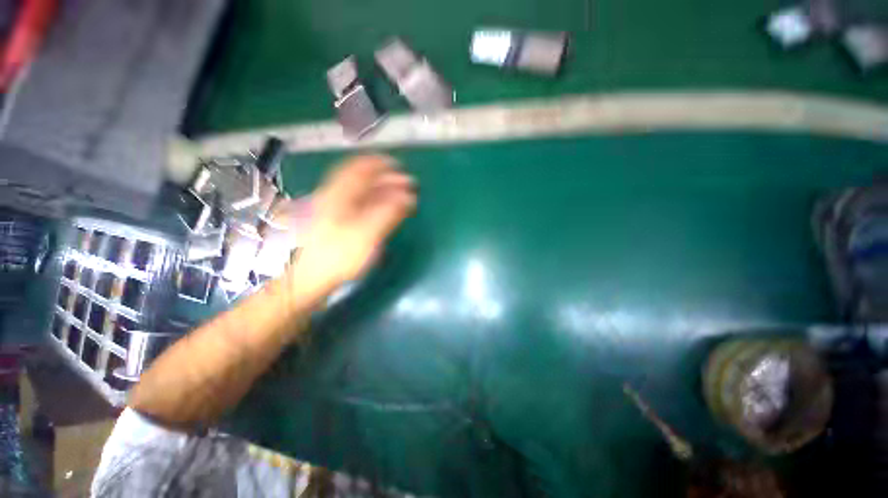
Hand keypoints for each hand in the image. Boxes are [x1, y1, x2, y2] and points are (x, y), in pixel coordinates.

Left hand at [290, 155, 415, 295]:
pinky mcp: (333, 224)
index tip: (398, 165)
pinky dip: (373, 203)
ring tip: (399, 197)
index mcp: (338, 195)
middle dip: (386, 179)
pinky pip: (356, 205)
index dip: (380, 163)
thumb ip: (388, 213)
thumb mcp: (367, 234)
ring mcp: (331, 211)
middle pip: (361, 180)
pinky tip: (382, 210)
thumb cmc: (337, 256)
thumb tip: (408, 196)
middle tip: (406, 185)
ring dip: (381, 191)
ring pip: (359, 193)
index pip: (359, 168)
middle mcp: (333, 197)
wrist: (306, 280)